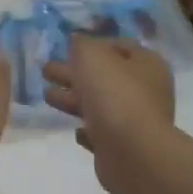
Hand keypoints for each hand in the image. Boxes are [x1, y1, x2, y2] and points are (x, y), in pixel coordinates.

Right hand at [43, 35, 175, 193]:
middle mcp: (145, 91)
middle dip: (74, 72)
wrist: (132, 153)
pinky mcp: (123, 148)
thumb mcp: (92, 55)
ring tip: (46, 95)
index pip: (119, 46)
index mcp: (146, 64)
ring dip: (73, 99)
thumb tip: (77, 40)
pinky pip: (102, 134)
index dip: (93, 43)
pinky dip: (88, 130)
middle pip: (104, 76)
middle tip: (46, 70)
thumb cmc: (114, 94)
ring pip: (99, 104)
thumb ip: (81, 44)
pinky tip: (76, 130)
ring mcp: (136, 121)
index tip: (67, 47)